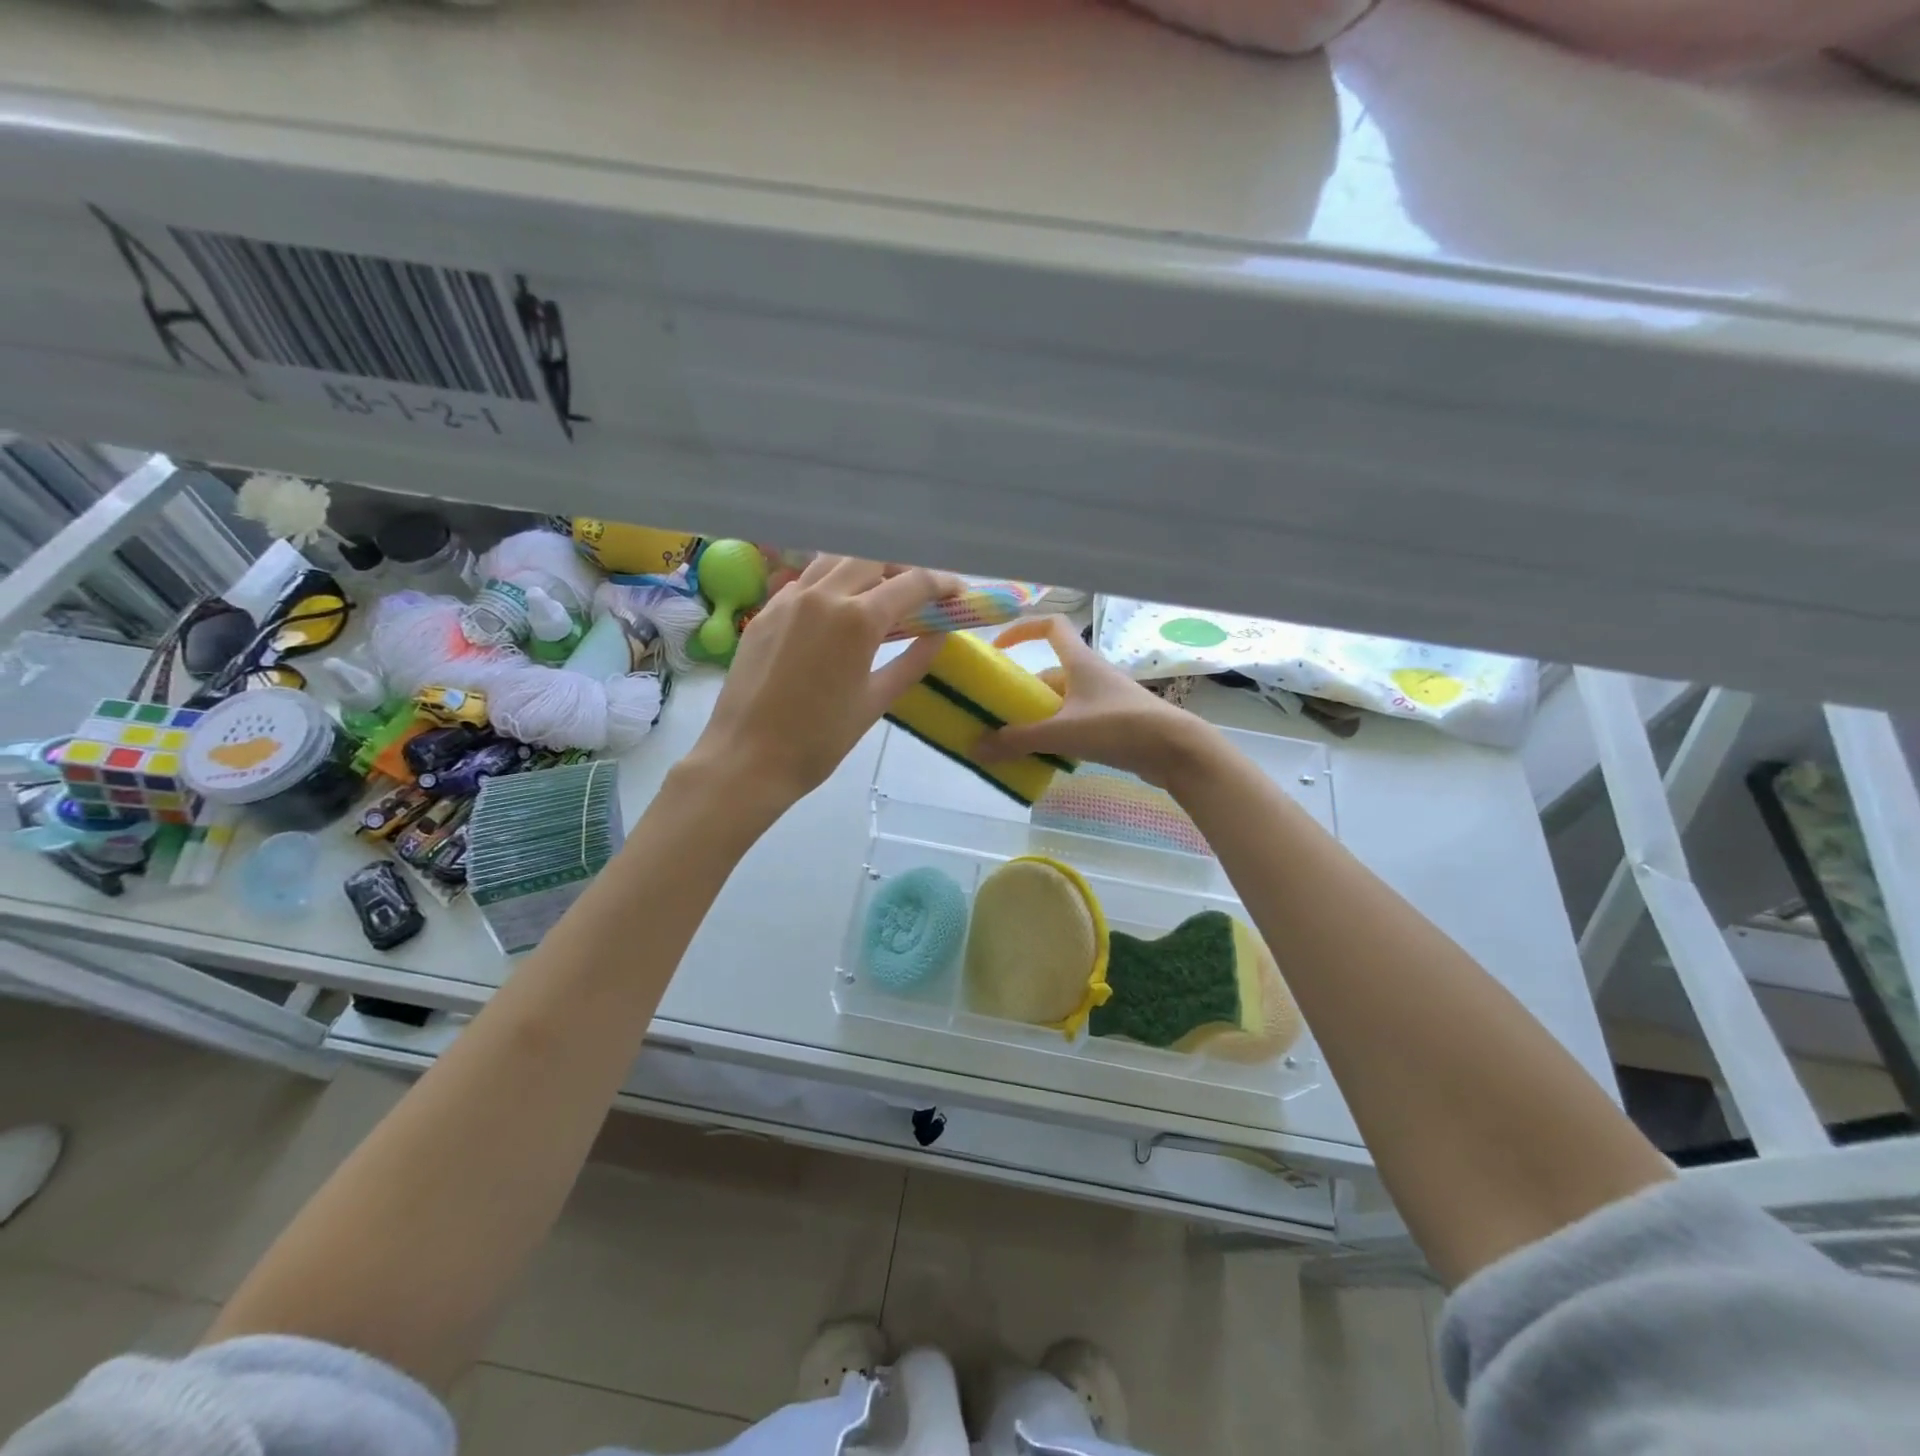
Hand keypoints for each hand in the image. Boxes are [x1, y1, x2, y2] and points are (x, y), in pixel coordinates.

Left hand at [687, 556, 961, 808]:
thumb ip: (913, 660)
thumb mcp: (876, 701)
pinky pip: (806, 581)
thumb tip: (940, 634)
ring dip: (865, 569)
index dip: (942, 583)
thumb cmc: (820, 740)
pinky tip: (837, 610)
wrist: (747, 757)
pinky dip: (831, 584)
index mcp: (858, 620)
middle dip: (904, 569)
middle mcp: (823, 595)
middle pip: (874, 558)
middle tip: (920, 594)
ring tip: (880, 594)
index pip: (912, 583)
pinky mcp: (765, 611)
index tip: (958, 592)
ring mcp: (789, 599)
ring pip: (836, 561)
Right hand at [973, 616, 1216, 790]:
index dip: (1023, 629)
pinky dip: (1058, 736)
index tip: (999, 648)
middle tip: (998, 715)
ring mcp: (1103, 700)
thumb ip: (1018, 740)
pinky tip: (1046, 757)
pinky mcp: (1113, 725)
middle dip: (1023, 693)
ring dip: (1039, 718)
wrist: (1175, 750)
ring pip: (1061, 703)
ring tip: (1015, 742)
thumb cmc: (1119, 727)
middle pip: (1049, 674)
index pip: (1051, 626)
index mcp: (1080, 662)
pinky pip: (1076, 724)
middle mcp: (1091, 675)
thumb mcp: (1063, 732)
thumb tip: (975, 747)